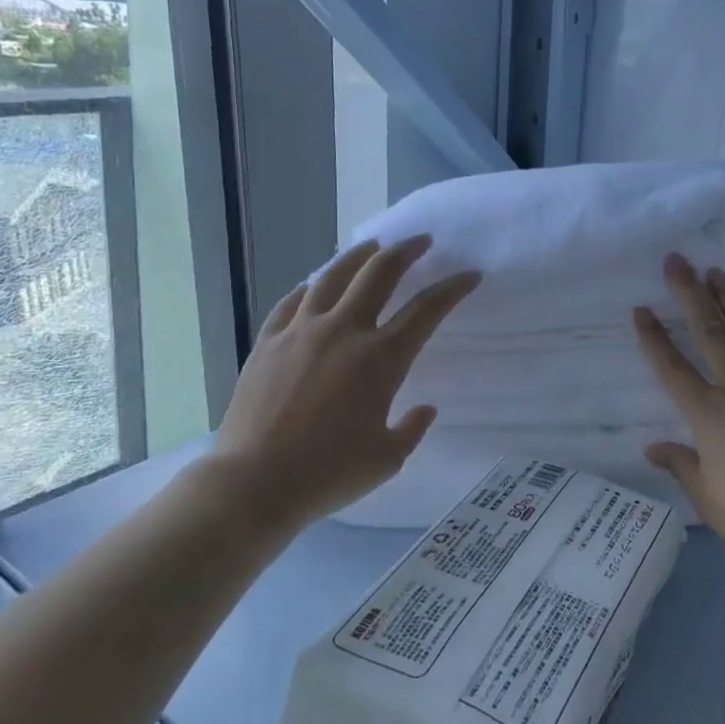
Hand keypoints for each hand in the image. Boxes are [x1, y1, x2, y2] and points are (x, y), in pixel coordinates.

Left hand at [213, 235, 479, 532]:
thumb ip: (412, 429)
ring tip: (372, 246)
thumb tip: (424, 408)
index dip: (452, 289)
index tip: (469, 275)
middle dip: (405, 252)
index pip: (426, 311)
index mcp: (380, 359)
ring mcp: (300, 332)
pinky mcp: (268, 341)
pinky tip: (315, 285)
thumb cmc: (329, 473)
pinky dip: (311, 287)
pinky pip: (293, 301)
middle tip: (421, 242)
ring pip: (332, 276)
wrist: (254, 481)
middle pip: (379, 274)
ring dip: (358, 256)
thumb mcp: (387, 459)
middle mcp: (343, 332)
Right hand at [633, 255, 724, 578]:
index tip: (641, 308)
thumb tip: (654, 447)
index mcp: (710, 414)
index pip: (673, 368)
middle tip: (678, 262)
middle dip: (691, 295)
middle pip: (712, 334)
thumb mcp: (709, 498)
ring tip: (721, 274)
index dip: (654, 338)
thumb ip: (682, 467)